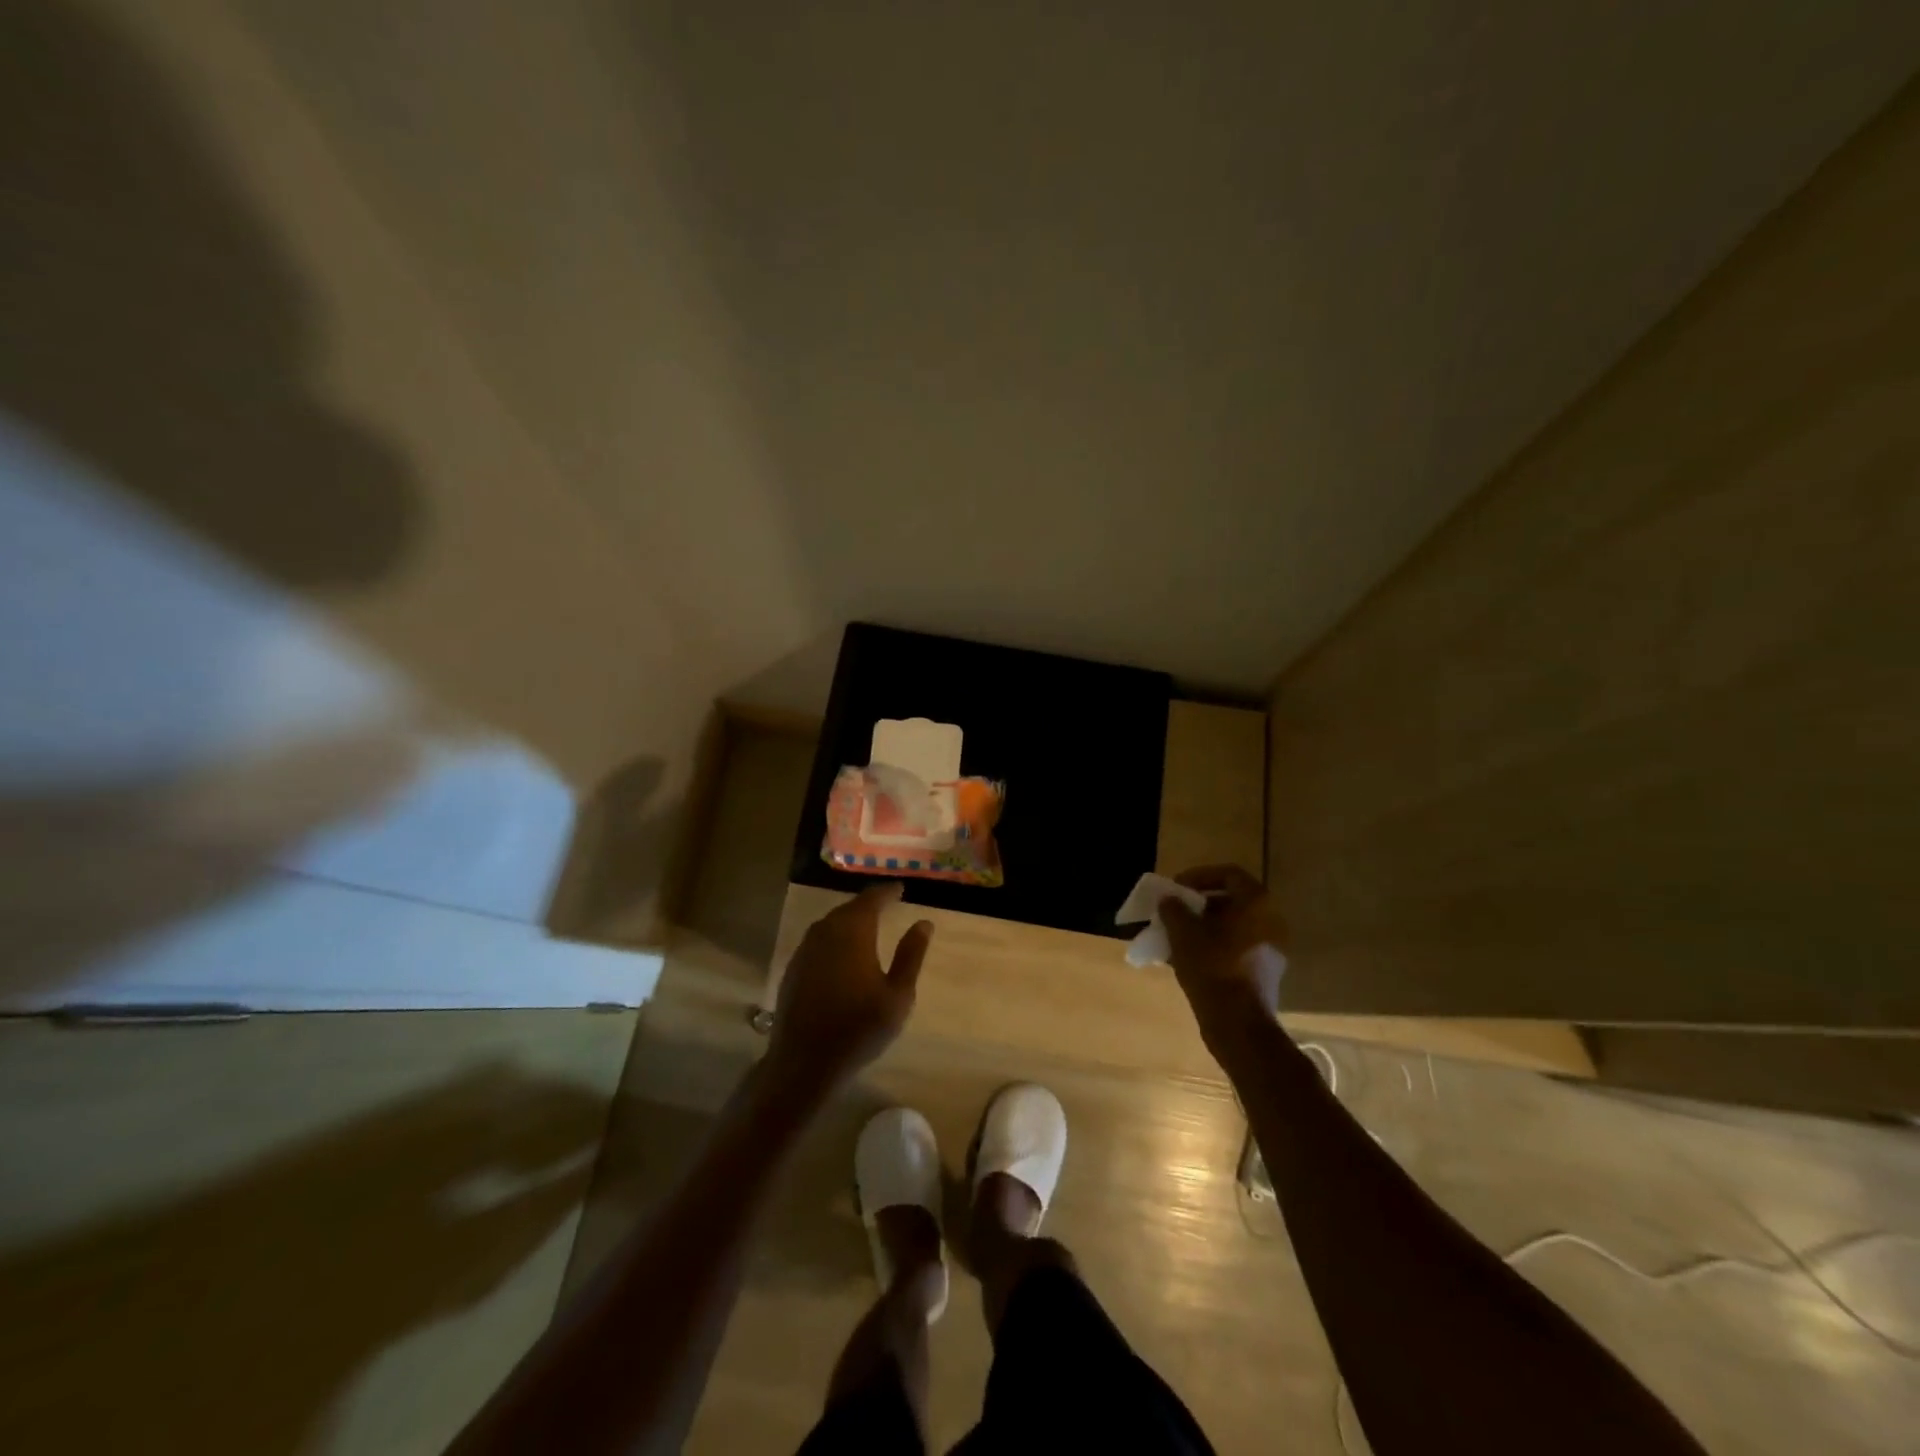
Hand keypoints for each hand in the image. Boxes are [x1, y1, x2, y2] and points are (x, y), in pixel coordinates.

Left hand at [763, 883, 932, 1100]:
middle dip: (868, 904)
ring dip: (849, 919)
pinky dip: (834, 938)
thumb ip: (911, 955)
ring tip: (867, 924)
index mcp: (853, 933)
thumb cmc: (859, 1028)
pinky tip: (842, 952)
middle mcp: (826, 932)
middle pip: (849, 908)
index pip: (871, 899)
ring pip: (830, 923)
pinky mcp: (794, 968)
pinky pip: (818, 940)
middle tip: (886, 903)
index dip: (887, 891)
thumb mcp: (898, 995)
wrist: (804, 1062)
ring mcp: (805, 950)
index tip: (900, 888)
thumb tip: (924, 923)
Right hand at [1161, 865, 1286, 1045]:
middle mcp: (1271, 921)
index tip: (1176, 889)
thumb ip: (1174, 909)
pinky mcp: (1265, 972)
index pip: (1229, 874)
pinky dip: (1214, 946)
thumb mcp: (1183, 933)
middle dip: (1199, 904)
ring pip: (1232, 927)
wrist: (1239, 1025)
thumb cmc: (1212, 968)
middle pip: (1231, 900)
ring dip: (1204, 927)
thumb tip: (1169, 900)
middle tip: (1174, 912)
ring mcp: (1271, 949)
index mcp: (1256, 904)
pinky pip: (1236, 947)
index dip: (1199, 875)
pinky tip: (1189, 959)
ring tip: (1176, 936)